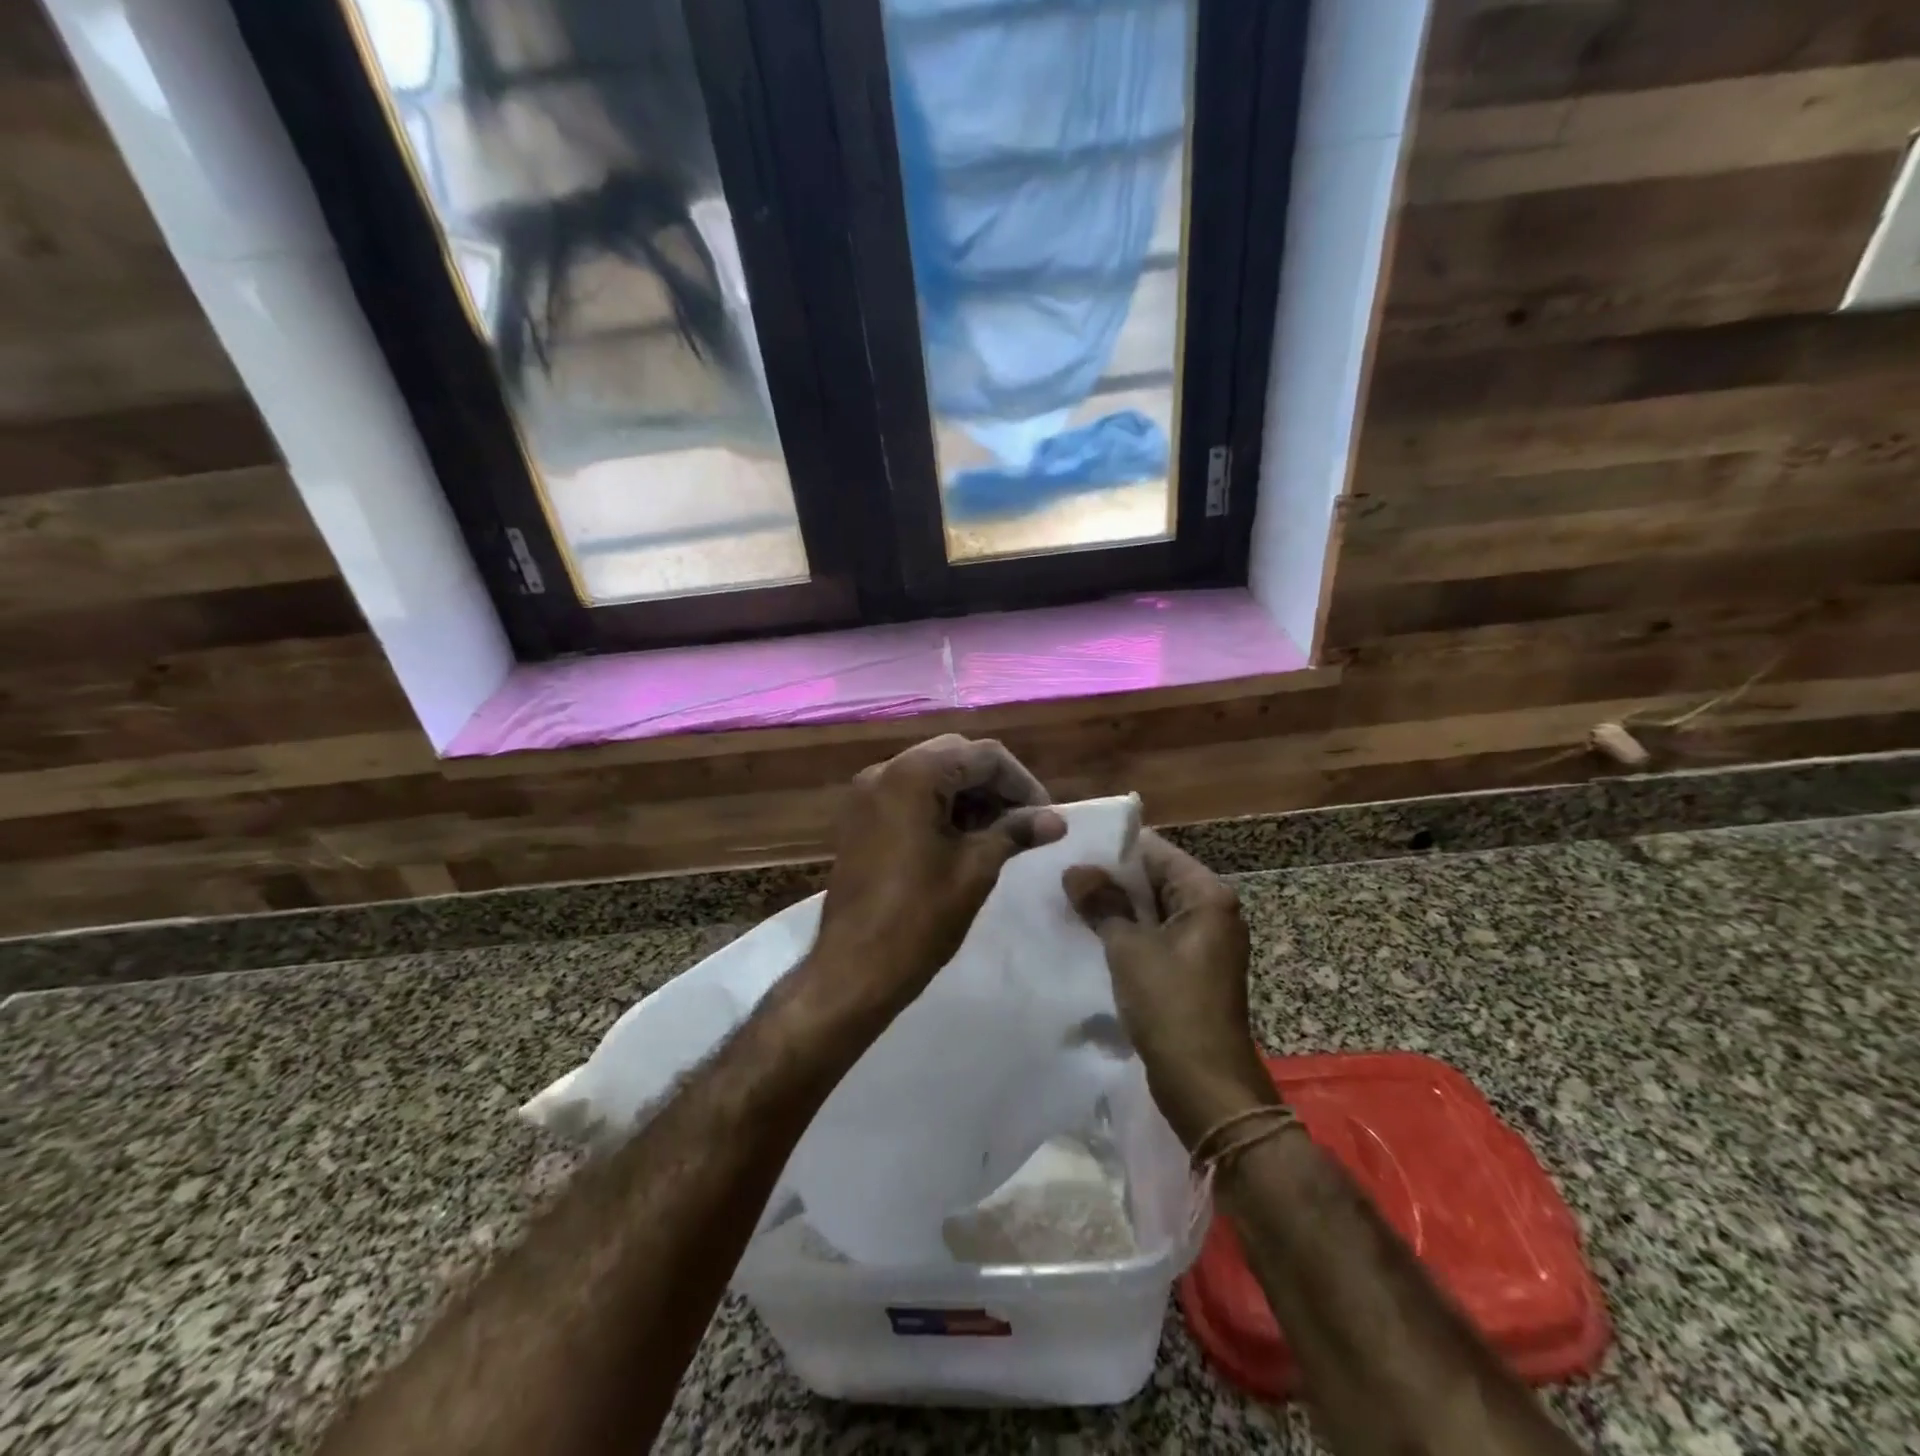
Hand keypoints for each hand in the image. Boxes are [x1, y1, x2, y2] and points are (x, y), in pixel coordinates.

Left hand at [812, 735, 1065, 1013]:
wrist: (853, 969)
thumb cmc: (919, 917)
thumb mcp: (976, 869)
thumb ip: (1015, 832)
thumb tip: (1056, 820)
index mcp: (914, 774)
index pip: (985, 755)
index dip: (1022, 783)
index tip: (1045, 818)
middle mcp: (885, 770)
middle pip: (956, 757)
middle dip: (995, 786)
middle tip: (1024, 824)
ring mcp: (867, 794)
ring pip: (932, 774)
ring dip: (969, 796)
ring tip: (999, 835)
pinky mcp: (860, 818)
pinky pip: (909, 795)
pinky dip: (941, 807)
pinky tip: (963, 840)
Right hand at [1063, 833, 1277, 1146]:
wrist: (1205, 1086)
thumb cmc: (1171, 1005)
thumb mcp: (1129, 948)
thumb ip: (1102, 903)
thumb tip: (1075, 869)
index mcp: (1207, 896)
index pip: (1156, 852)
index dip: (1114, 849)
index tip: (1072, 847)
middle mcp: (1211, 912)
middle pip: (1154, 879)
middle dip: (1111, 879)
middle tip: (1061, 874)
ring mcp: (1202, 942)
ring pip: (1151, 910)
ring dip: (1115, 908)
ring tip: (1068, 900)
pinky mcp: (1190, 970)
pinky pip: (1154, 937)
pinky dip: (1126, 933)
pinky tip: (1089, 934)